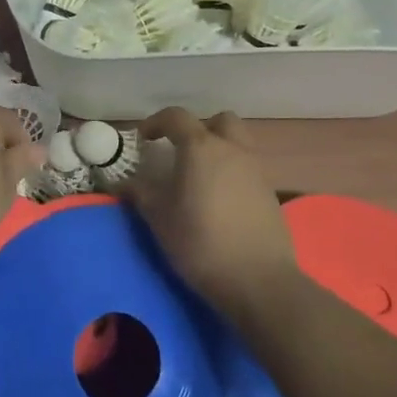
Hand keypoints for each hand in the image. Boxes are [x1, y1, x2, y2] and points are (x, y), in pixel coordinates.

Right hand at [123, 108, 298, 319]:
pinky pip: (248, 168)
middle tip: (181, 152)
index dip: (156, 122)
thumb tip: (125, 182)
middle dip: (199, 129)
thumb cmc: (200, 242)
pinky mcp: (271, 193)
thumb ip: (141, 193)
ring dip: (219, 149)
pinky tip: (220, 200)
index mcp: (201, 148)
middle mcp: (233, 149)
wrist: (258, 280)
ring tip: (200, 177)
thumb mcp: (159, 218)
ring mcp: (256, 170)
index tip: (143, 140)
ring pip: (238, 142)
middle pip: (220, 121)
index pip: (176, 117)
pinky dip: (233, 172)